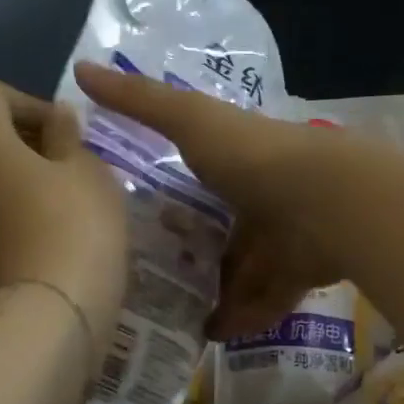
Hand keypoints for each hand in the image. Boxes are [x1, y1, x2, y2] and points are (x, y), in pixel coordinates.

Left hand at [0, 79, 127, 366]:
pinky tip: (55, 246)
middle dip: (29, 148)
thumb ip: (67, 135)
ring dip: (24, 188)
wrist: (52, 316)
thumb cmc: (76, 226)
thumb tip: (55, 119)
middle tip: (75, 169)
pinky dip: (19, 225)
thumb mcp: (88, 169)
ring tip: (70, 210)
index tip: (65, 131)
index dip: (28, 100)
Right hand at [73, 64, 341, 338]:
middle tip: (147, 281)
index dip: (172, 199)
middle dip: (190, 254)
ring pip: (241, 272)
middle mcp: (260, 200)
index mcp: (237, 164)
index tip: (135, 222)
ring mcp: (281, 241)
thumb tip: (79, 68)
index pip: (200, 182)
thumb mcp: (189, 120)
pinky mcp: (297, 276)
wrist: (324, 201)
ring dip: (212, 293)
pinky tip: (210, 335)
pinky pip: (265, 302)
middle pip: (219, 232)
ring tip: (169, 317)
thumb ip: (139, 102)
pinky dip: (242, 318)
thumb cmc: (252, 158)